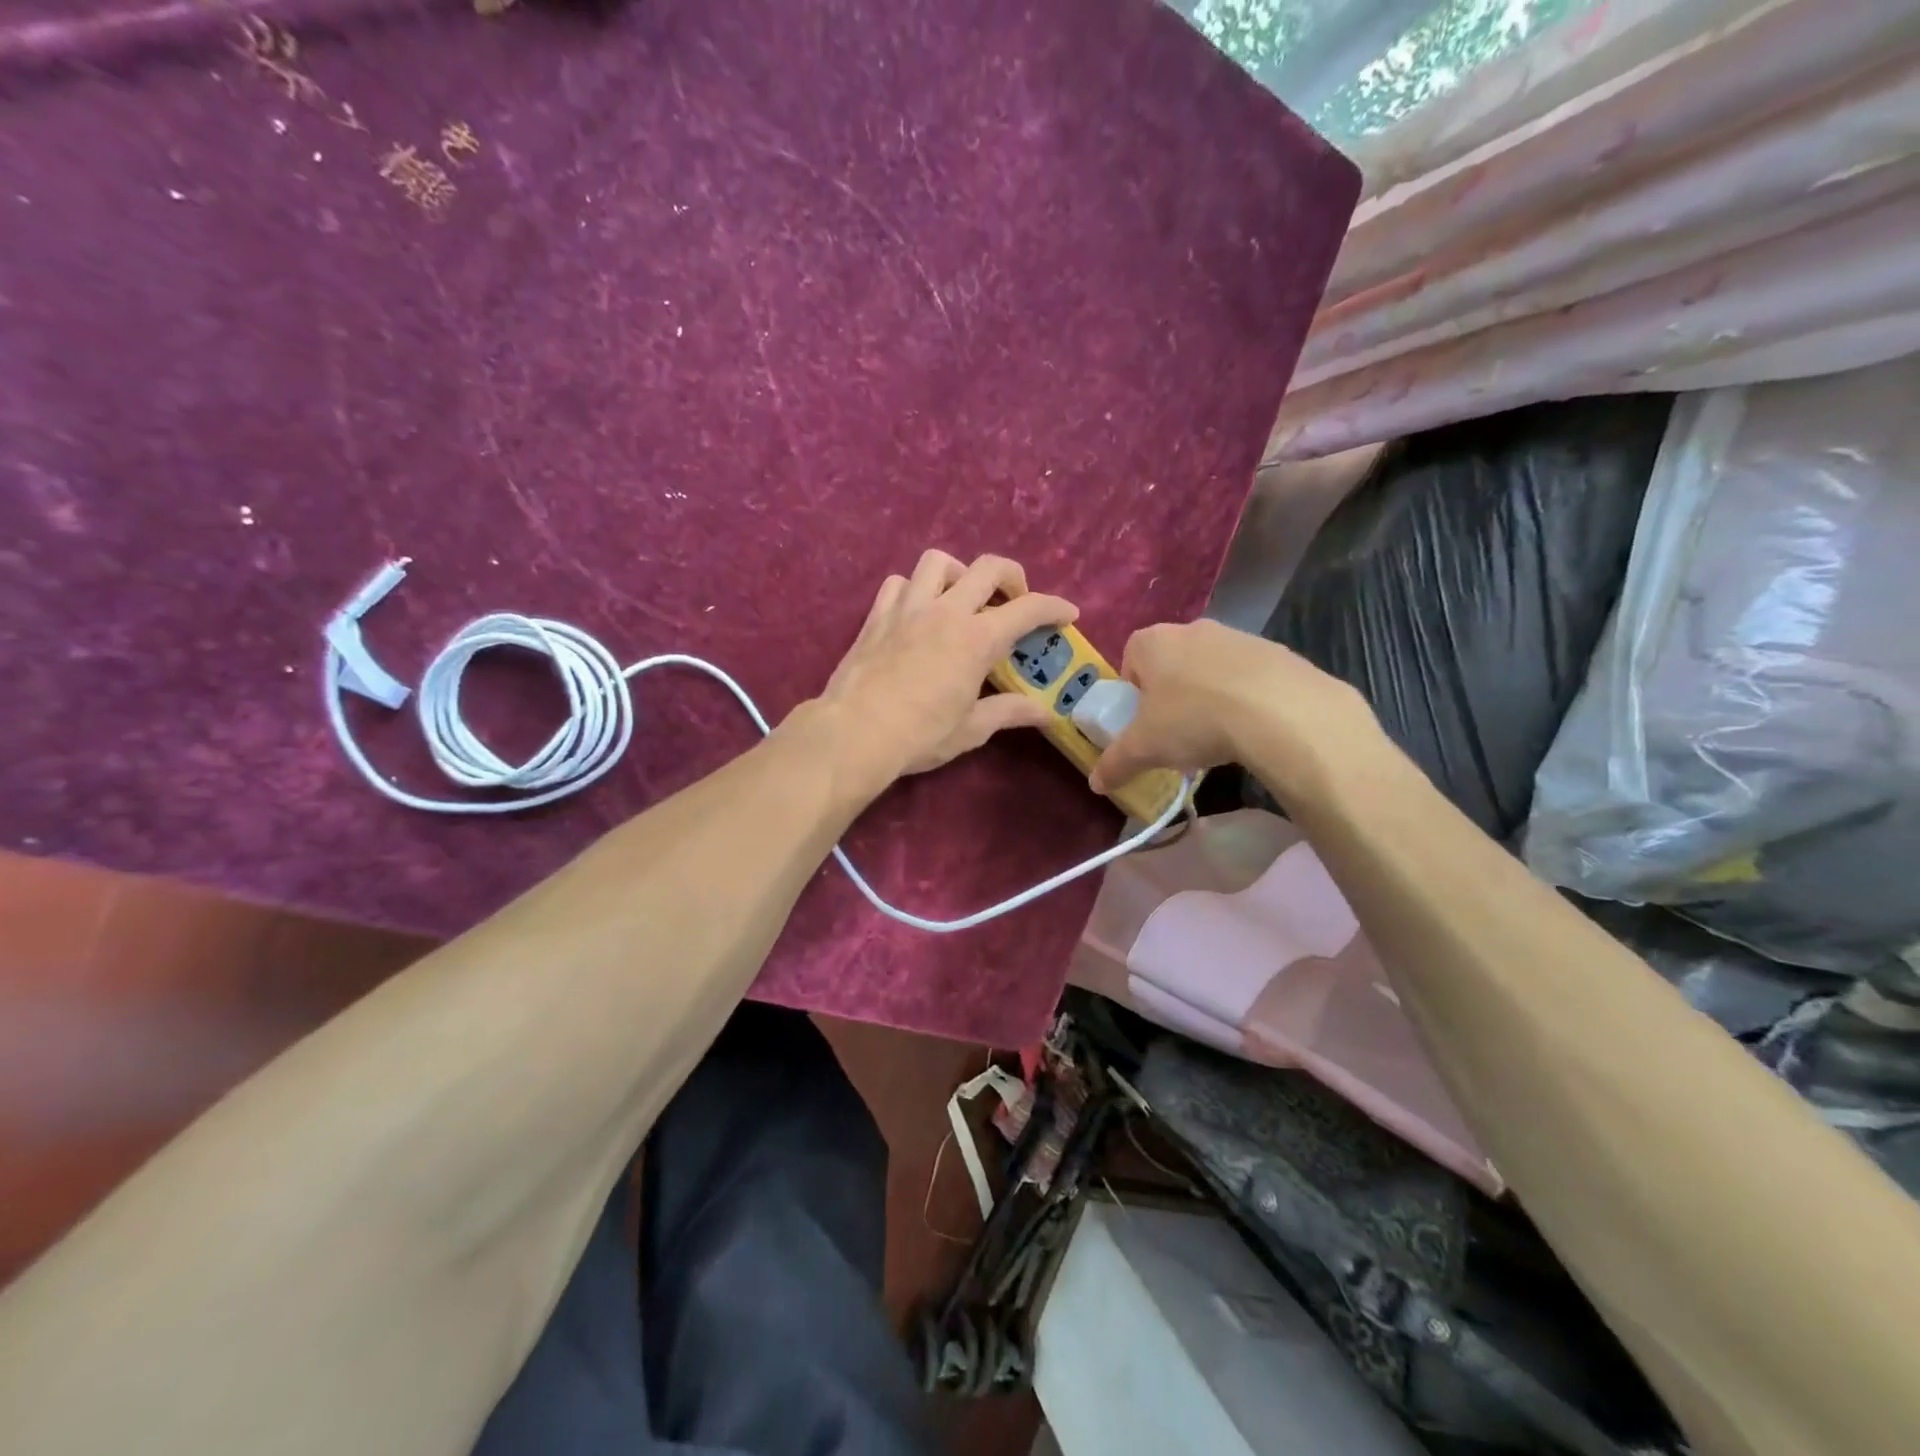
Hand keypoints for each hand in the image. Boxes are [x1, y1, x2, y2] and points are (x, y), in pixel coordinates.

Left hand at [816, 550, 1076, 784]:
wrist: (855, 733)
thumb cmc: (920, 735)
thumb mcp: (972, 729)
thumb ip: (1010, 712)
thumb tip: (1047, 714)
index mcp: (977, 638)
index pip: (1028, 609)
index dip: (1054, 607)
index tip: (1067, 614)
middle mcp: (946, 611)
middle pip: (987, 567)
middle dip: (1012, 576)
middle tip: (1015, 600)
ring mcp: (908, 608)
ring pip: (938, 562)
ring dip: (958, 573)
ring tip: (961, 598)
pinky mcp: (877, 616)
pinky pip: (899, 583)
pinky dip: (915, 589)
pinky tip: (917, 612)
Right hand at [1088, 619, 1375, 801]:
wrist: (1279, 710)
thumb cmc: (1193, 719)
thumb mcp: (1144, 748)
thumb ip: (1115, 763)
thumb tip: (1095, 783)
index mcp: (1152, 642)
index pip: (1130, 659)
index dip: (1133, 692)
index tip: (1143, 721)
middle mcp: (1192, 629)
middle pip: (1171, 663)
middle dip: (1171, 694)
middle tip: (1176, 731)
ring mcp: (1237, 636)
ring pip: (1211, 668)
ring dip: (1208, 695)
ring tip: (1217, 735)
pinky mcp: (1275, 651)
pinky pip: (1248, 676)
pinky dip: (1245, 697)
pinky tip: (1250, 728)